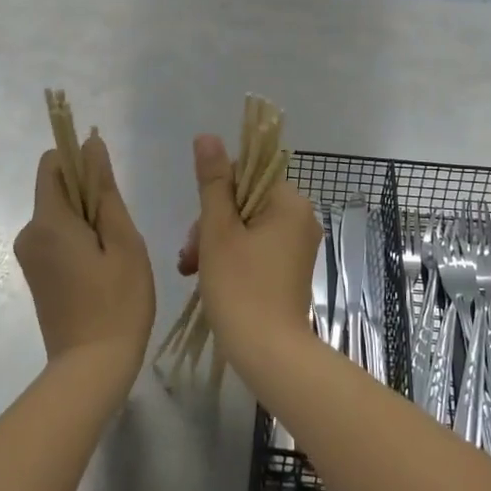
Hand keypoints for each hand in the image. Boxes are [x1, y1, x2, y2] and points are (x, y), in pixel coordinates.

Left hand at [14, 135, 154, 376]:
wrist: (91, 368)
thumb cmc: (117, 302)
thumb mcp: (123, 241)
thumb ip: (104, 190)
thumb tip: (90, 145)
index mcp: (48, 220)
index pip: (53, 163)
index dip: (80, 161)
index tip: (108, 186)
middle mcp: (28, 232)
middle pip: (57, 189)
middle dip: (89, 197)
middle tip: (119, 234)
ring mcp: (29, 255)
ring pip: (60, 215)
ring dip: (88, 221)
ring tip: (115, 257)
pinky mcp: (35, 273)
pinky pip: (56, 238)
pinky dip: (79, 241)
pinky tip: (102, 271)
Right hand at [177, 134, 321, 368]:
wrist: (269, 354)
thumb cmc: (241, 287)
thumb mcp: (219, 230)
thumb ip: (213, 181)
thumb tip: (208, 136)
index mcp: (290, 203)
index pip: (247, 175)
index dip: (216, 195)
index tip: (199, 226)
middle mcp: (301, 219)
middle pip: (245, 202)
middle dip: (212, 225)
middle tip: (190, 257)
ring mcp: (297, 246)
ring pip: (246, 227)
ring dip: (215, 243)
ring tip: (191, 271)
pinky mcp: (289, 270)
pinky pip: (256, 249)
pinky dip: (231, 258)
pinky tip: (206, 277)